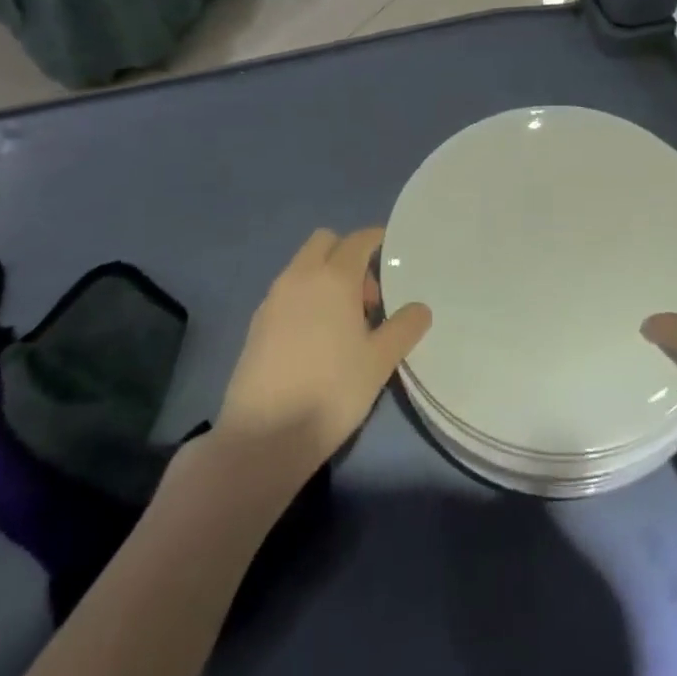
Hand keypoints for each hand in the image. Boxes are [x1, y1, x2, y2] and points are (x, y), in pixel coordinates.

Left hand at [217, 228, 432, 477]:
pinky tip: (314, 338)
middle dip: (347, 254)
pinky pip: (287, 291)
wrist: (263, 436)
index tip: (391, 251)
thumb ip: (404, 328)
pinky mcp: (256, 323)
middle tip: (365, 296)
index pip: (358, 240)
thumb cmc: (331, 391)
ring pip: (303, 266)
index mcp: (333, 277)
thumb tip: (420, 308)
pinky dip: (304, 297)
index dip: (376, 239)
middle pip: (325, 242)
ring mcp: (273, 298)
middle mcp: (300, 276)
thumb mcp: (379, 362)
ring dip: (324, 276)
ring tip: (342, 322)